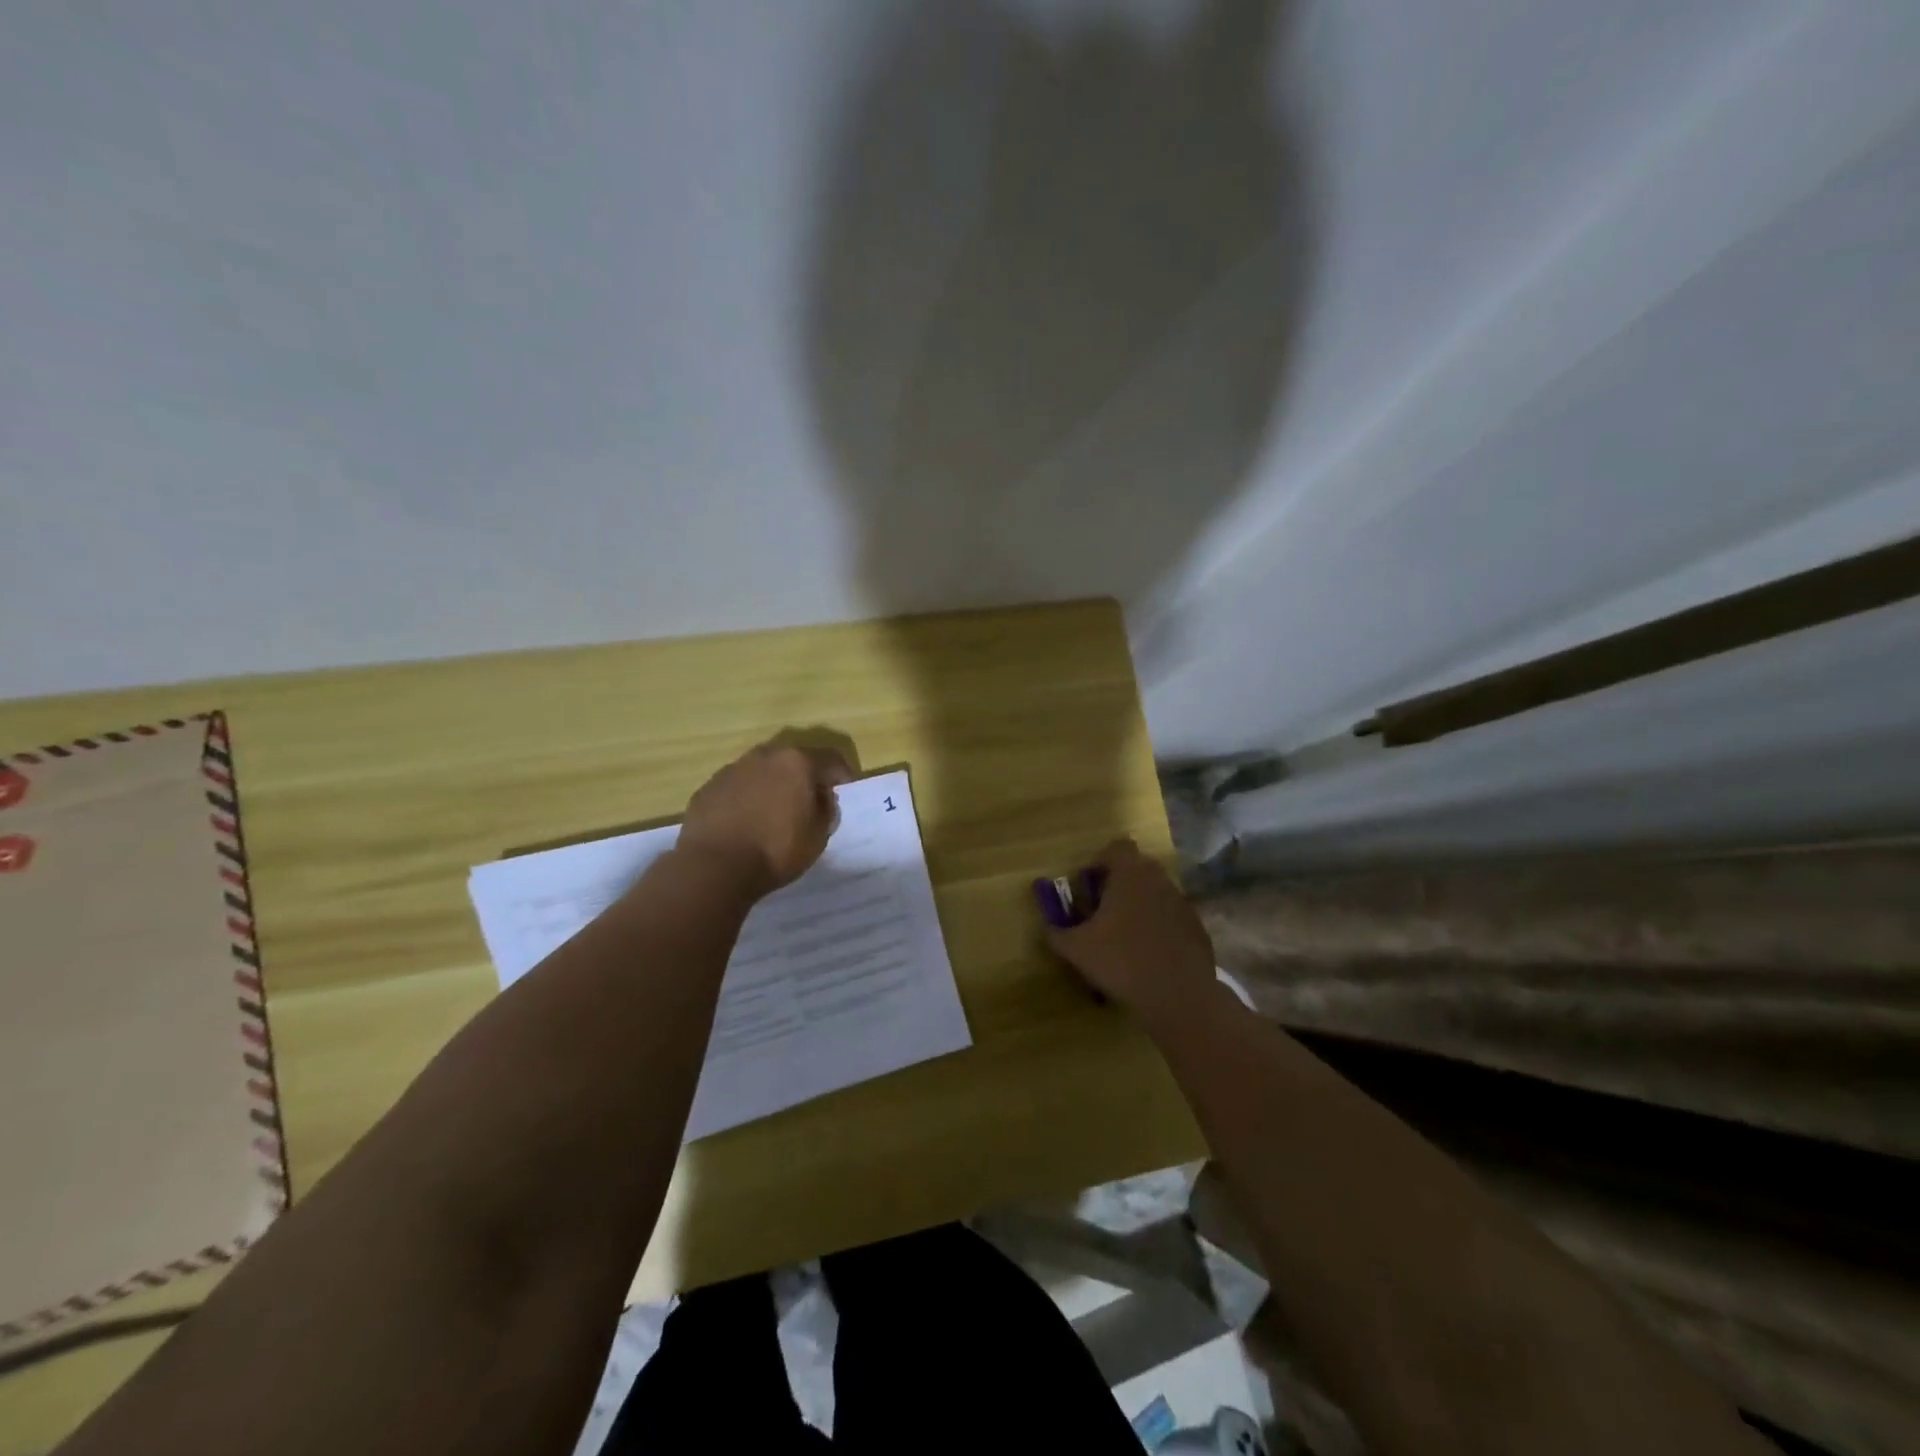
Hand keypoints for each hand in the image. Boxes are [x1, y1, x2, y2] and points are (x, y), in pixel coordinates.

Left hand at [678, 740, 853, 895]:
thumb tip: (822, 798)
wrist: (714, 866)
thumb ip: (826, 810)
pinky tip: (746, 822)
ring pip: (762, 771)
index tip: (844, 790)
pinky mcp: (708, 788)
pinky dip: (747, 798)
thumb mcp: (818, 836)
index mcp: (797, 762)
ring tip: (775, 812)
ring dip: (773, 785)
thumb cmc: (776, 850)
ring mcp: (732, 769)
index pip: (831, 759)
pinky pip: (737, 787)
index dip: (842, 774)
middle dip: (804, 776)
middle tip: (810, 800)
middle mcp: (764, 756)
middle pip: (793, 760)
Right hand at [1048, 838, 1217, 1029]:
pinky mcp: (1197, 928)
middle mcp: (1158, 880)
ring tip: (1125, 936)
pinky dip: (1160, 927)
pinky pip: (1172, 917)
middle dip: (1120, 883)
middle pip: (1138, 868)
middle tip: (1103, 911)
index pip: (1117, 847)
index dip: (1101, 861)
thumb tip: (1047, 927)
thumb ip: (1056, 932)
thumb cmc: (1121, 961)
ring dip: (1141, 905)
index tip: (1090, 886)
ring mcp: (1182, 903)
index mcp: (1130, 875)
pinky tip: (1150, 955)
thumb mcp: (1076, 949)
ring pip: (1157, 892)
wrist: (1179, 995)